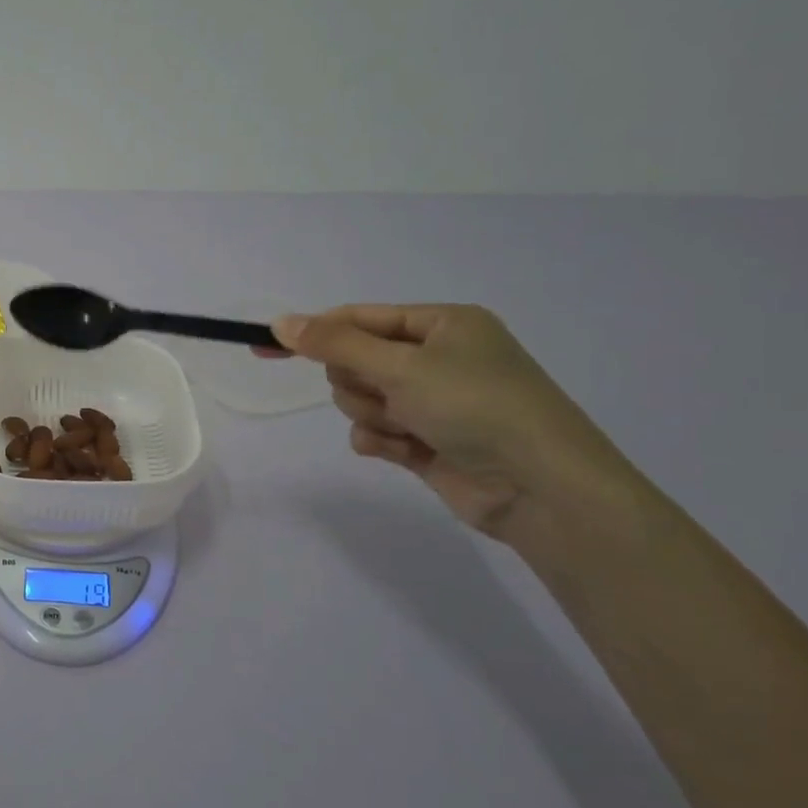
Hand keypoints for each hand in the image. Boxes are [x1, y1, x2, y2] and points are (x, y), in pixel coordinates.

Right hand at [267, 304, 628, 539]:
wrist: (541, 488)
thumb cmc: (476, 407)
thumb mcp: (402, 366)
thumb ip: (336, 344)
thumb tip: (281, 322)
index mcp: (443, 325)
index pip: (360, 319)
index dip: (314, 332)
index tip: (266, 345)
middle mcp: (438, 359)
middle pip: (356, 362)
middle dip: (360, 383)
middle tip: (389, 394)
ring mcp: (433, 402)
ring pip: (362, 400)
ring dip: (375, 415)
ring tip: (409, 428)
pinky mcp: (427, 442)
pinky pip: (376, 433)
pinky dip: (382, 441)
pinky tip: (406, 451)